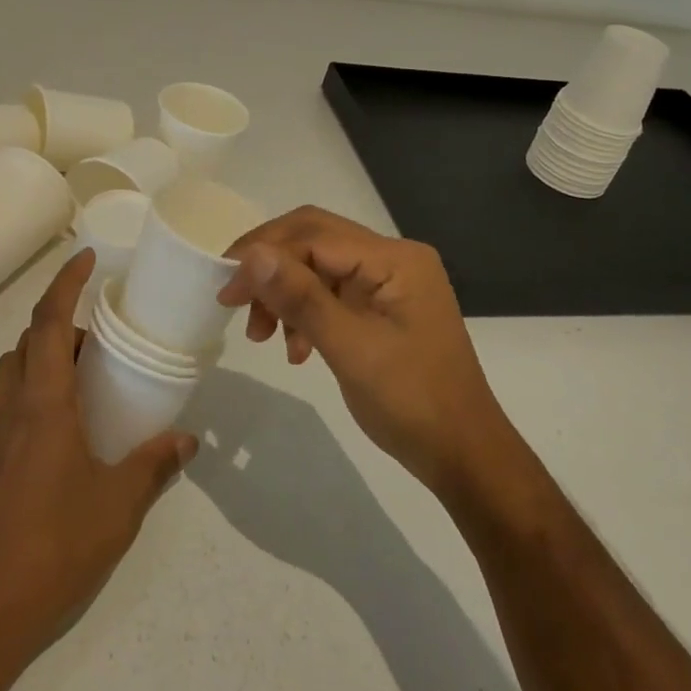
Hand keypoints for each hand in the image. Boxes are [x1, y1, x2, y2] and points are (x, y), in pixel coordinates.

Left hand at [0, 251, 197, 690]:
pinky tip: (57, 427)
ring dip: (44, 354)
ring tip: (83, 374)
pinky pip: (4, 402)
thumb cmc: (49, 550)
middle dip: (62, 320)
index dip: (66, 282)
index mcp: (42, 402)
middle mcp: (8, 405)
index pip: (50, 320)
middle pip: (29, 340)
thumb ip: (154, 465)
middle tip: (101, 329)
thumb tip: (188, 439)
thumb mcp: (117, 506)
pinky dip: (30, 388)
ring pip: (13, 370)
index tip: (86, 256)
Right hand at [218, 207, 505, 494]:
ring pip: (318, 266)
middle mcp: (393, 258)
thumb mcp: (351, 349)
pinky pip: (331, 293)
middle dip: (270, 268)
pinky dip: (305, 313)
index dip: (264, 253)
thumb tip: (251, 255)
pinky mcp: (382, 306)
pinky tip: (295, 349)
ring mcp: (389, 282)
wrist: (465, 457)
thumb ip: (301, 297)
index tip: (225, 288)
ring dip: (284, 293)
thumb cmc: (413, 403)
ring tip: (262, 335)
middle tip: (234, 300)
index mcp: (394, 258)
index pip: (314, 234)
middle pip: (314, 241)